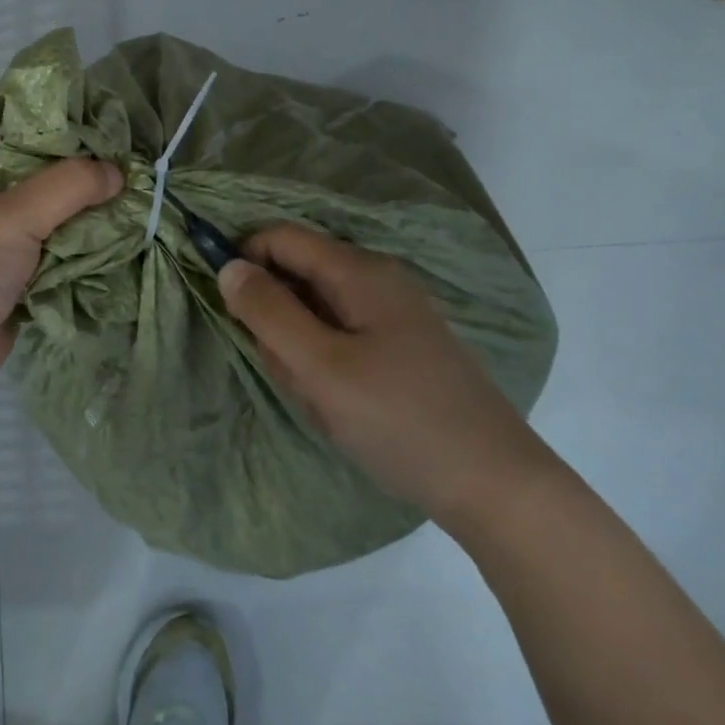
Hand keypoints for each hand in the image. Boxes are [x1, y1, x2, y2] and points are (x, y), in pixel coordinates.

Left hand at [0, 132, 122, 408]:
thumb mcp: (12, 215)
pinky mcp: (20, 281)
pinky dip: (88, 257)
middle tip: (142, 173)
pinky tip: (128, 247)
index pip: (26, 135)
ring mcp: (4, 244)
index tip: (119, 132)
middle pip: (48, 180)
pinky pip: (62, 259)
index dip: (69, 132)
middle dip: (90, 181)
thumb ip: (68, 186)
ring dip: (94, 222)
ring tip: (145, 208)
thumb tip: (116, 172)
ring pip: (59, 222)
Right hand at [218, 223, 555, 529]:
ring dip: (298, 349)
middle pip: (296, 275)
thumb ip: (268, 312)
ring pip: (315, 311)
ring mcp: (392, 313)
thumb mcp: (319, 367)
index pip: (280, 237)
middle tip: (287, 371)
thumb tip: (228, 266)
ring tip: (319, 397)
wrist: (496, 487)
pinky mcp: (401, 345)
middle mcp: (377, 279)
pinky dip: (324, 363)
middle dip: (275, 319)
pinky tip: (339, 404)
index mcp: (358, 271)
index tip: (230, 309)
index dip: (245, 260)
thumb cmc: (399, 420)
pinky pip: (340, 336)